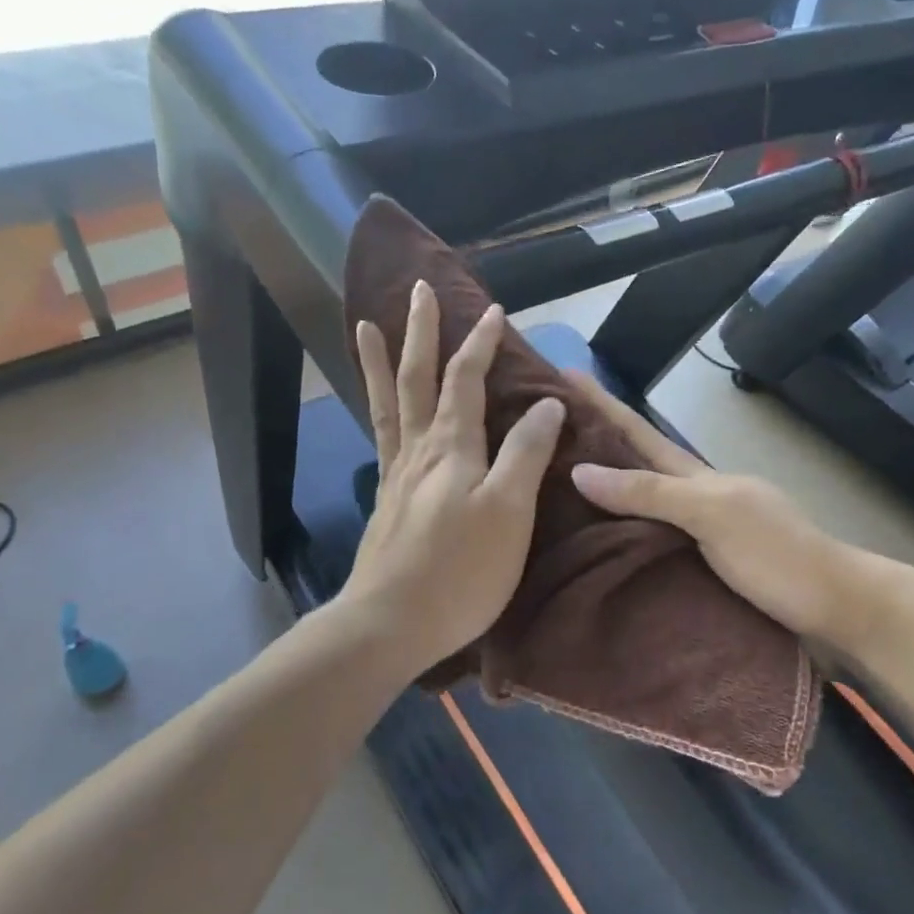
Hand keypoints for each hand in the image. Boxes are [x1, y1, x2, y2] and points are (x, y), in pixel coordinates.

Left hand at [340, 282, 566, 676]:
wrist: (390, 623)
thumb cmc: (460, 570)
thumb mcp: (509, 511)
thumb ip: (526, 454)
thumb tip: (547, 403)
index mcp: (452, 447)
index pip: (466, 379)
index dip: (480, 343)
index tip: (494, 310)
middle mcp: (419, 450)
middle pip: (417, 378)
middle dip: (421, 332)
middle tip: (418, 290)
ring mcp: (397, 474)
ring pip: (388, 403)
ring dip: (382, 361)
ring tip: (367, 326)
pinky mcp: (387, 500)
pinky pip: (381, 436)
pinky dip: (377, 408)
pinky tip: (379, 409)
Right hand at [564, 372, 848, 639]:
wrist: (835, 605)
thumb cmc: (776, 555)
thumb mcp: (713, 515)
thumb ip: (652, 493)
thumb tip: (582, 470)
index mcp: (697, 475)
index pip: (638, 431)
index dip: (601, 403)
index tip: (561, 372)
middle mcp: (695, 494)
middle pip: (637, 460)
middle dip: (596, 438)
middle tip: (544, 427)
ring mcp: (701, 527)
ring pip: (643, 498)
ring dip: (605, 484)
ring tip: (558, 479)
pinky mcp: (704, 561)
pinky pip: (650, 534)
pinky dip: (622, 527)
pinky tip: (601, 538)